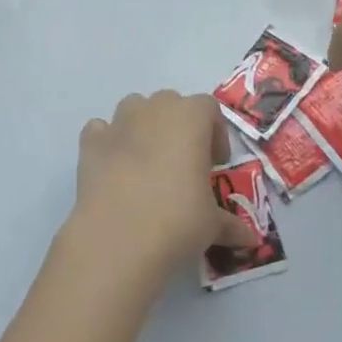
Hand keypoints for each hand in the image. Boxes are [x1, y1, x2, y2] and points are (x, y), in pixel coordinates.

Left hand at [68, 91, 258, 283]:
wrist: (119, 238)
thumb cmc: (177, 220)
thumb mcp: (212, 224)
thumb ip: (230, 224)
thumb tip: (250, 239)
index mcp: (190, 117)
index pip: (209, 108)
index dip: (215, 133)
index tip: (215, 164)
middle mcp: (155, 109)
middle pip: (171, 102)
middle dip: (179, 126)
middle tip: (183, 163)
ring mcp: (119, 122)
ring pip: (135, 107)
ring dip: (143, 125)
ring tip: (148, 161)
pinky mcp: (91, 143)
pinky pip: (101, 130)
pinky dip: (108, 142)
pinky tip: (114, 167)